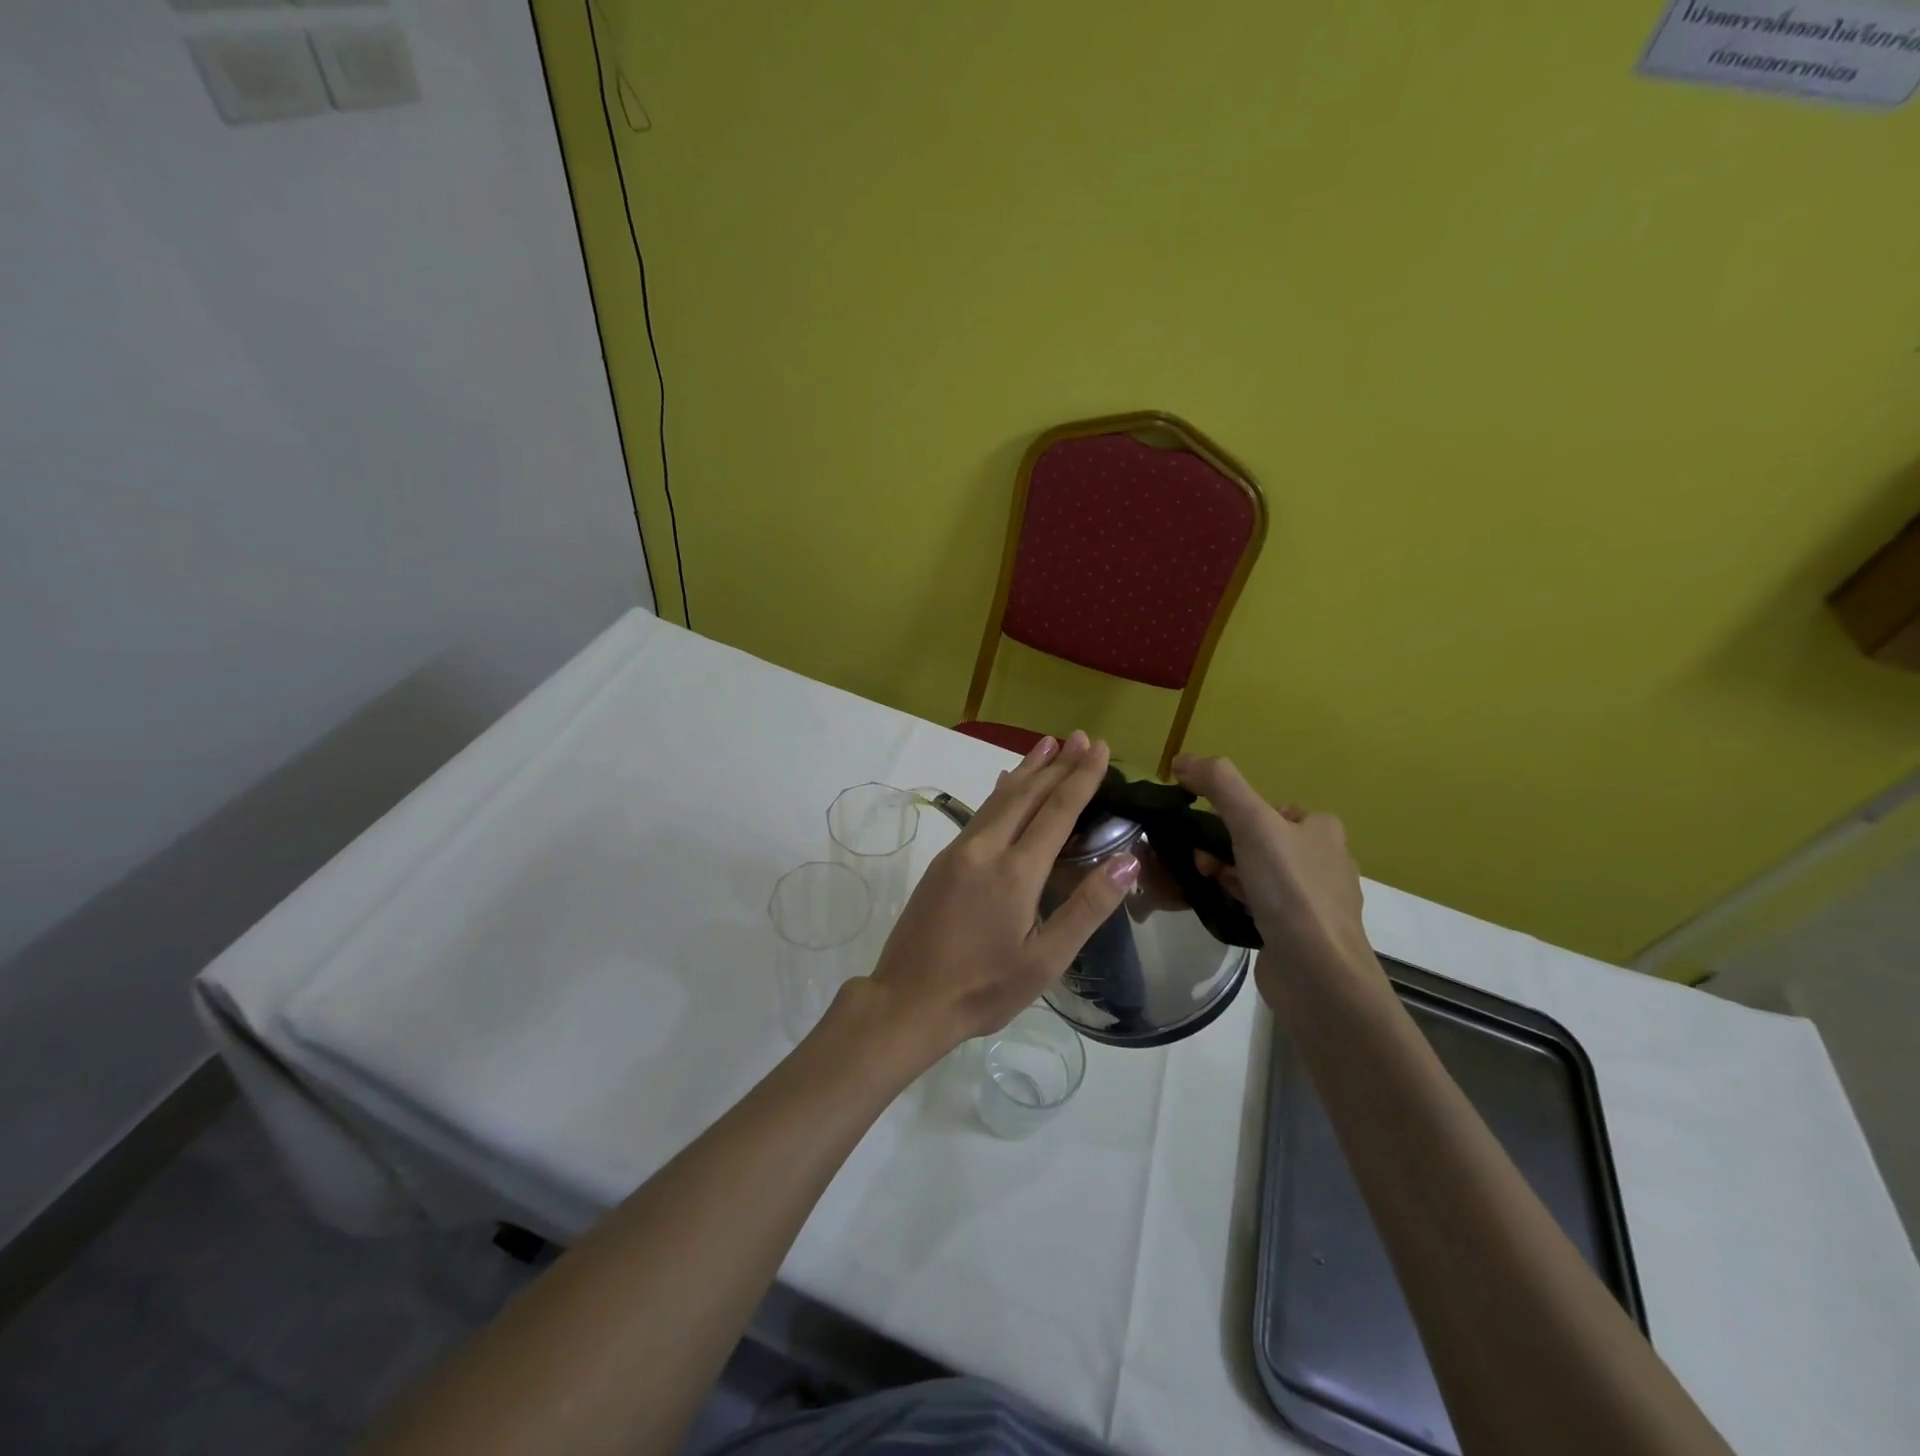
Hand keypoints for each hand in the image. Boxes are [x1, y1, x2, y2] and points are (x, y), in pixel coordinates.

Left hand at [866, 731, 1138, 1054]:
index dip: (1081, 777)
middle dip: (1057, 764)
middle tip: (1080, 737)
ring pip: (1000, 799)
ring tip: (1047, 745)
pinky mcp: (942, 861)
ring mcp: (959, 851)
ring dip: (1027, 770)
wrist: (908, 1000)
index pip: (1057, 810)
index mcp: (1016, 871)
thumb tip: (1128, 860)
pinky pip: (980, 813)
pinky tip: (1005, 785)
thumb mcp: (1046, 959)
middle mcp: (986, 849)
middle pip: (1027, 794)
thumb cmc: (984, 988)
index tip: (1098, 748)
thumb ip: (1087, 907)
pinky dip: (1001, 792)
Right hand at [1171, 754, 1373, 1005]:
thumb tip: (1182, 759)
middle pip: (1258, 840)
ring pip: (1256, 873)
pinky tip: (1220, 907)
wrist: (1318, 973)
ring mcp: (1313, 900)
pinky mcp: (1299, 932)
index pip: (1267, 808)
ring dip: (1226, 873)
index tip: (1204, 830)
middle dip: (1223, 847)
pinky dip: (1236, 901)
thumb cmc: (1290, 890)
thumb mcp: (1253, 823)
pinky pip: (1259, 904)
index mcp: (1322, 829)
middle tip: (1200, 861)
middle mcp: (1323, 860)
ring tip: (1206, 883)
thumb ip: (1219, 784)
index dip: (1231, 814)